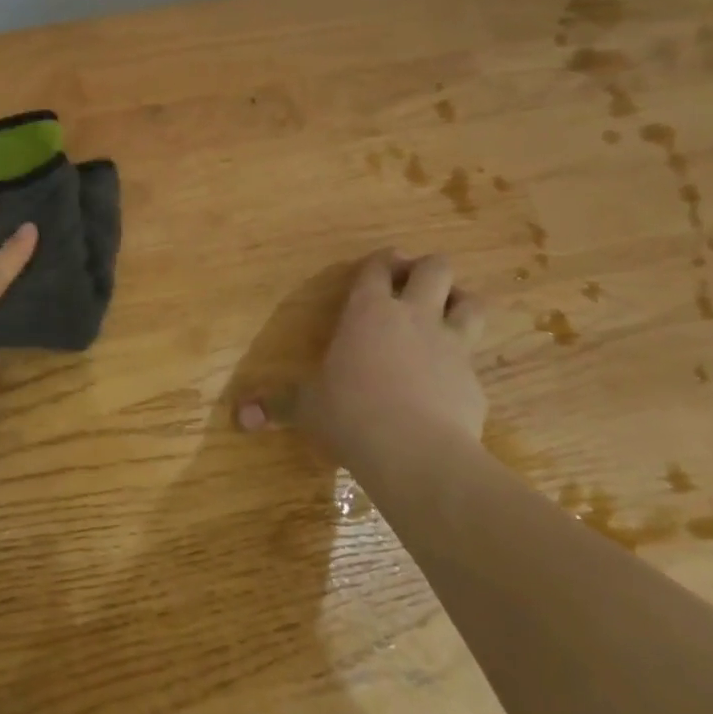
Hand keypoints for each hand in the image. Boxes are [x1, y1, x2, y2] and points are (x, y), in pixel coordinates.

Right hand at [238, 251, 486, 464]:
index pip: (378, 267)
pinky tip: (449, 383)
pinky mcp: (474, 380)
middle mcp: (413, 316)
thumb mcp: (307, 407)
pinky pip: (473, 359)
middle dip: (427, 270)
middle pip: (437, 268)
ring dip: (460, 303)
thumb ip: (276, 405)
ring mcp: (451, 345)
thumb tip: (238, 417)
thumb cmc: (350, 413)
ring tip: (446, 317)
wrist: (416, 452)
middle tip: (413, 286)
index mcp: (368, 311)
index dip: (381, 261)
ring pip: (471, 303)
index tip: (382, 263)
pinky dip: (462, 364)